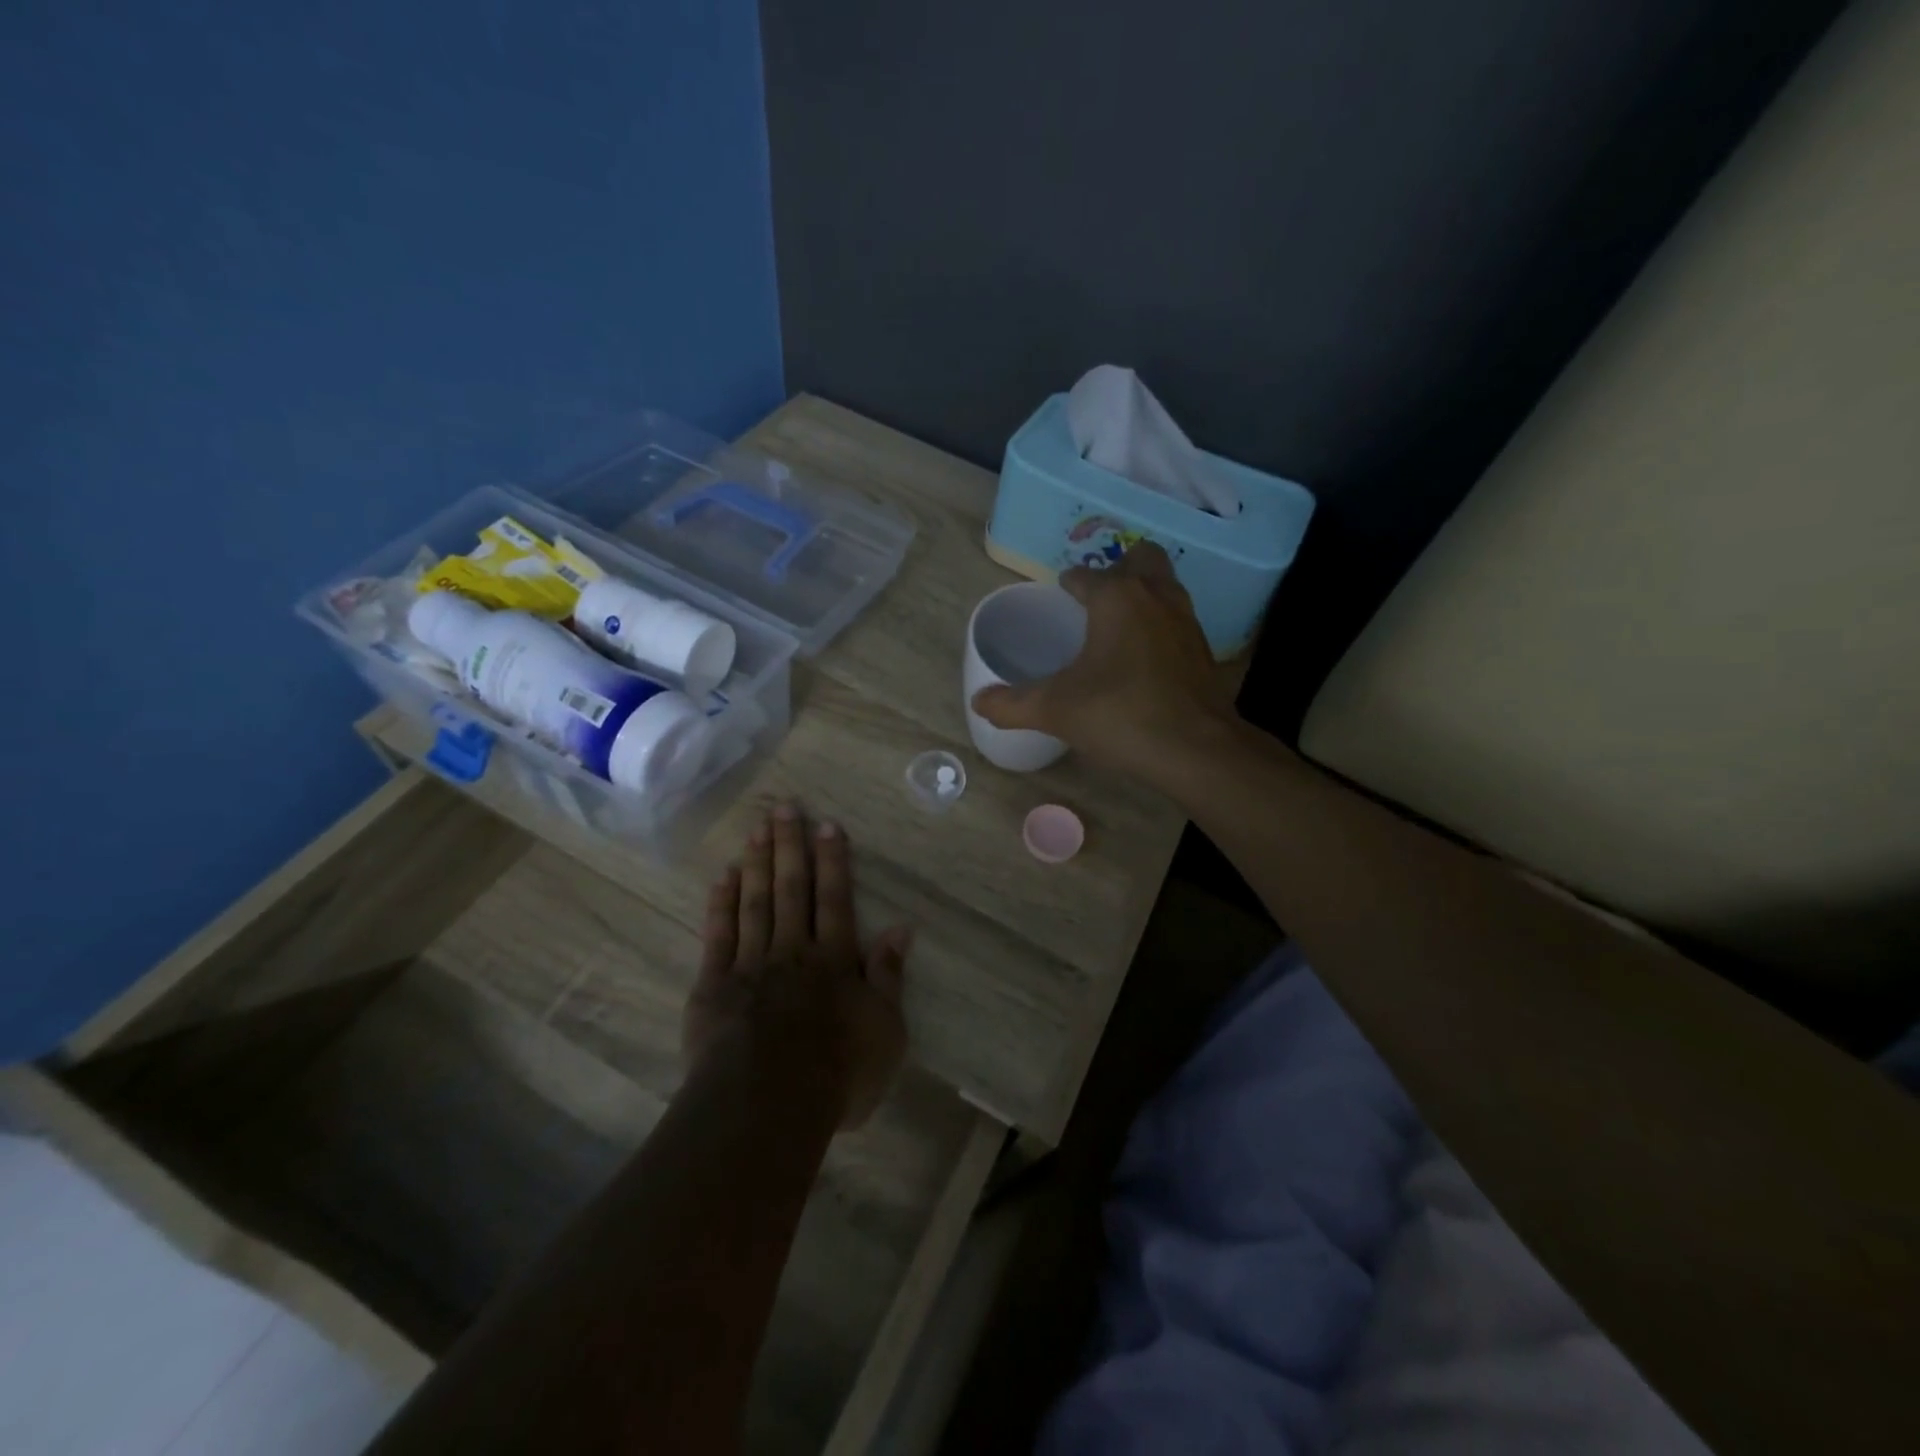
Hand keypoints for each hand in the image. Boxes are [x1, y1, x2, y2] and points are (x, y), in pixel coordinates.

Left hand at [684, 802, 908, 1128]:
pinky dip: (721, 903)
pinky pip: (718, 935)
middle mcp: (793, 950)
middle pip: (792, 888)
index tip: (827, 824)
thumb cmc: (837, 1073)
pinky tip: (724, 876)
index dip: (832, 860)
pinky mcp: (714, 985)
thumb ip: (889, 976)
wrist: (766, 1106)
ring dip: (758, 862)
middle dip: (790, 845)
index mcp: (834, 959)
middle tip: (784, 806)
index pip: (835, 898)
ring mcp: (750, 964)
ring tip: (757, 828)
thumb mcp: (886, 1031)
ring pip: (756, 901)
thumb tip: (902, 928)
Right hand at [970, 542, 1237, 776]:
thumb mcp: (1055, 710)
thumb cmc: (1120, 715)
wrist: (1196, 750)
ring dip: (1143, 592)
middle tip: (1095, 599)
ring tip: (1116, 624)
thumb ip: (1012, 704)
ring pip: (1165, 585)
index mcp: (1116, 597)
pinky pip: (1177, 618)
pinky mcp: (1204, 649)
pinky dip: (1159, 624)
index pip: (1086, 575)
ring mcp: (1186, 621)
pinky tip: (1143, 657)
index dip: (1069, 584)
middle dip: (1118, 568)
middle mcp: (1155, 596)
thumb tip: (978, 702)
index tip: (1059, 596)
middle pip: (1140, 558)